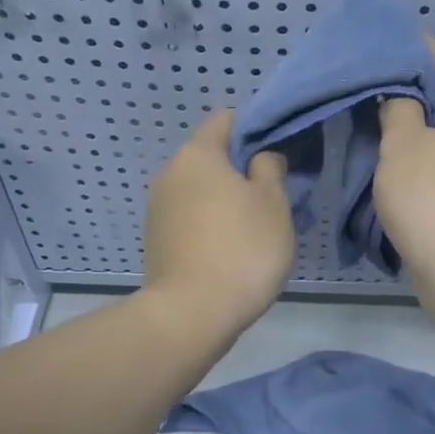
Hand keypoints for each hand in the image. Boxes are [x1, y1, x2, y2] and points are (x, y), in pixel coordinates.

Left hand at [143, 111, 293, 338]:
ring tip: (254, 230)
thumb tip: (260, 158)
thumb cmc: (242, 248)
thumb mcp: (273, 203)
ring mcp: (158, 209)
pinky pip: (190, 219)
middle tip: (273, 197)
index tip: (278, 155)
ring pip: (200, 191)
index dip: (255, 129)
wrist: (192, 313)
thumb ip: (270, 168)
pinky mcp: (156, 241)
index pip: (226, 120)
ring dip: (225, 201)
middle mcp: (170, 173)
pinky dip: (210, 225)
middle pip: (212, 157)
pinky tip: (230, 251)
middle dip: (241, 171)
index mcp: (198, 154)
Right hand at [374, 41, 434, 284]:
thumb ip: (399, 108)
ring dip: (424, 128)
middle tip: (381, 83)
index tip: (392, 38)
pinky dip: (433, 157)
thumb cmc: (431, 195)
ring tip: (387, 121)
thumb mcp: (402, 144)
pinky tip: (407, 161)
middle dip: (419, 92)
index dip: (417, 50)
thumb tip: (403, 95)